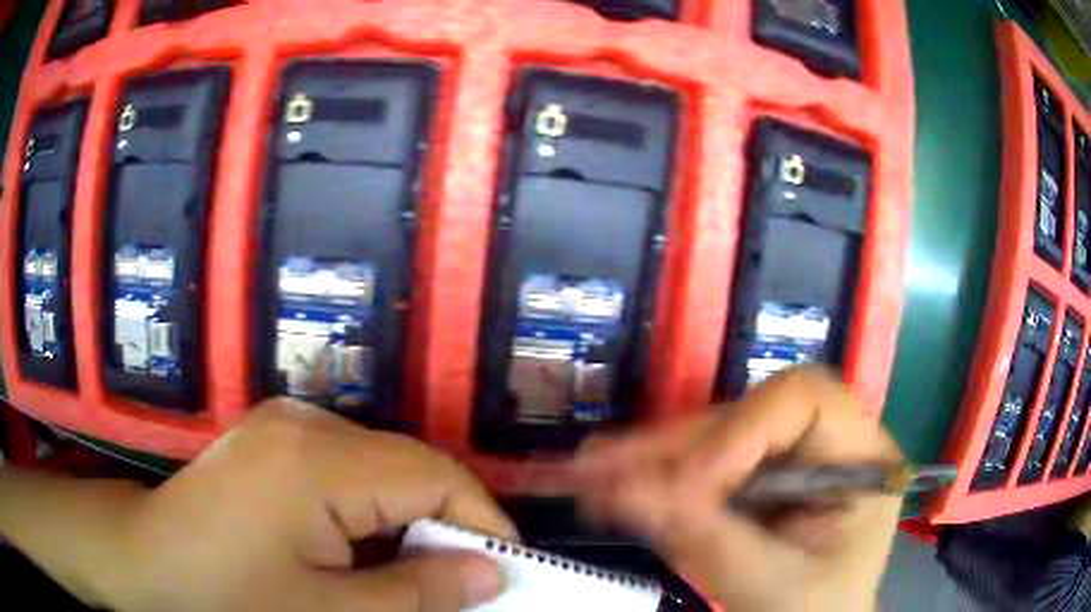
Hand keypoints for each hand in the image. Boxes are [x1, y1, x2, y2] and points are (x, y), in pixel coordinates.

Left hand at [108, 398, 515, 610]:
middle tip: (457, 580)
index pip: (433, 475)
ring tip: (410, 568)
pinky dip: (369, 506)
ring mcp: (285, 423)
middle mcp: (306, 422)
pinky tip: (356, 544)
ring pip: (379, 465)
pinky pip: (345, 464)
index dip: (480, 521)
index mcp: (319, 459)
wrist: (149, 559)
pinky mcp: (273, 436)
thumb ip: (419, 592)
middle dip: (445, 523)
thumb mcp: (330, 611)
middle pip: (407, 465)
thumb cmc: (230, 594)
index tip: (504, 569)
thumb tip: (491, 574)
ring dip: (406, 517)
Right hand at [573, 367, 902, 611]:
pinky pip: (698, 467)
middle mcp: (821, 442)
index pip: (804, 399)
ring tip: (588, 473)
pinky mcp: (752, 481)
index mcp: (857, 455)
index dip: (743, 430)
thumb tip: (628, 492)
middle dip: (672, 447)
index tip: (689, 487)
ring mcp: (785, 459)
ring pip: (711, 439)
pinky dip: (652, 480)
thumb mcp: (772, 585)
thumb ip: (708, 541)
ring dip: (649, 459)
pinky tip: (610, 485)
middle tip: (600, 467)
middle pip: (744, 417)